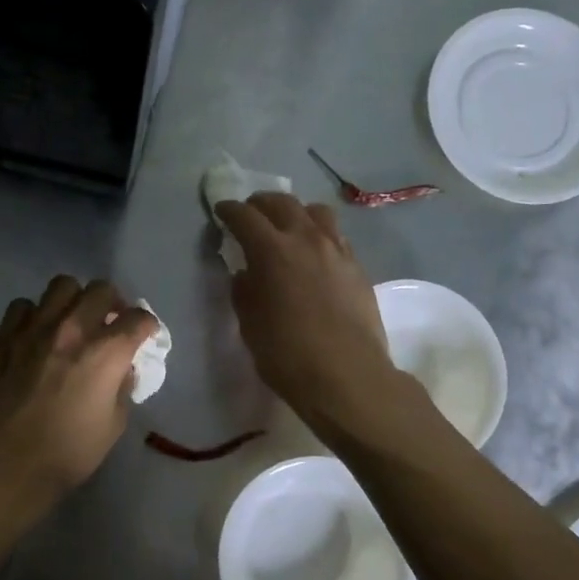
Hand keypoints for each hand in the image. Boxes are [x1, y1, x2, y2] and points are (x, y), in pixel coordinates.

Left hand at [0, 276, 157, 504]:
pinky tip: (36, 332)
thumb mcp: (114, 425)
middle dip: (113, 302)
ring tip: (73, 320)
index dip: (147, 326)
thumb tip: (121, 369)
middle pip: (101, 290)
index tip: (145, 336)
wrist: (7, 464)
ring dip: (74, 299)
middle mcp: (72, 330)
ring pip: (61, 286)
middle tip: (110, 322)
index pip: (138, 319)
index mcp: (105, 353)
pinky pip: (22, 306)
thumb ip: (121, 388)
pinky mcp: (4, 337)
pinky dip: (34, 313)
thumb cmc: (68, 452)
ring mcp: (34, 329)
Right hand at [215, 194, 397, 429]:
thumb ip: (244, 292)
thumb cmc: (288, 355)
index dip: (229, 211)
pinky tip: (314, 252)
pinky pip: (335, 235)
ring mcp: (337, 250)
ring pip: (315, 211)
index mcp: (272, 251)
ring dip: (295, 212)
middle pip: (282, 203)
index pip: (245, 216)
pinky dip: (319, 233)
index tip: (221, 212)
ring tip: (288, 227)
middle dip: (261, 204)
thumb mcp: (250, 325)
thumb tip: (246, 273)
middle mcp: (306, 239)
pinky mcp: (357, 266)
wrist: (347, 376)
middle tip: (250, 214)